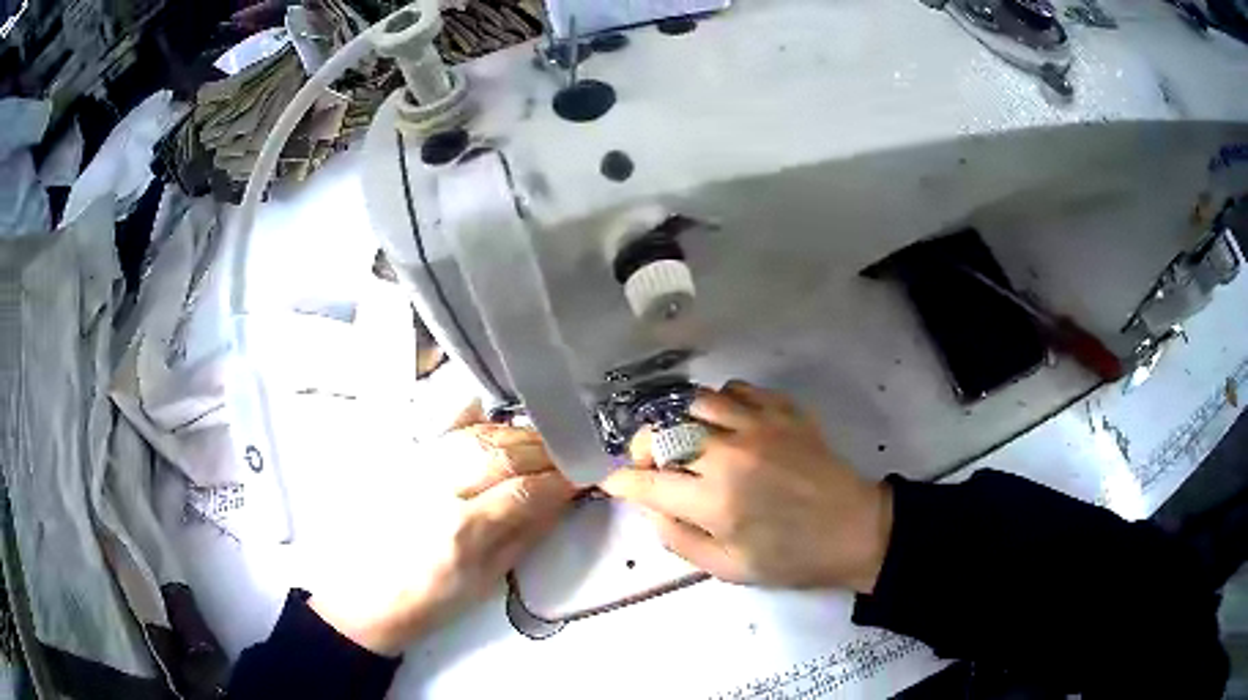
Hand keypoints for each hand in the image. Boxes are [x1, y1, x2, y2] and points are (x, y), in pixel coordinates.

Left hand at [311, 401, 574, 655]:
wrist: (368, 595)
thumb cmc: (430, 602)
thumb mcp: (486, 580)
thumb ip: (525, 535)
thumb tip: (560, 502)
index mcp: (463, 530)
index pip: (527, 489)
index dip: (562, 479)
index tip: (586, 475)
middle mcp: (439, 488)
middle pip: (504, 453)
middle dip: (546, 451)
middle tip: (570, 456)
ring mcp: (417, 469)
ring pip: (478, 435)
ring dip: (518, 435)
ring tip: (542, 444)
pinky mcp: (404, 462)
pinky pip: (444, 429)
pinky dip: (475, 420)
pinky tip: (495, 420)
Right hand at [601, 381, 891, 593]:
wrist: (855, 529)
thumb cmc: (792, 558)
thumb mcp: (729, 568)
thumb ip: (679, 540)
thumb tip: (651, 507)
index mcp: (715, 502)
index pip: (647, 482)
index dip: (621, 481)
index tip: (615, 483)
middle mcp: (730, 456)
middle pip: (663, 432)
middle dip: (642, 448)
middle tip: (650, 464)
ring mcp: (759, 426)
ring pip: (696, 402)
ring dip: (681, 422)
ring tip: (689, 441)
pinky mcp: (784, 411)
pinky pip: (737, 389)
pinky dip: (721, 402)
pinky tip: (727, 423)